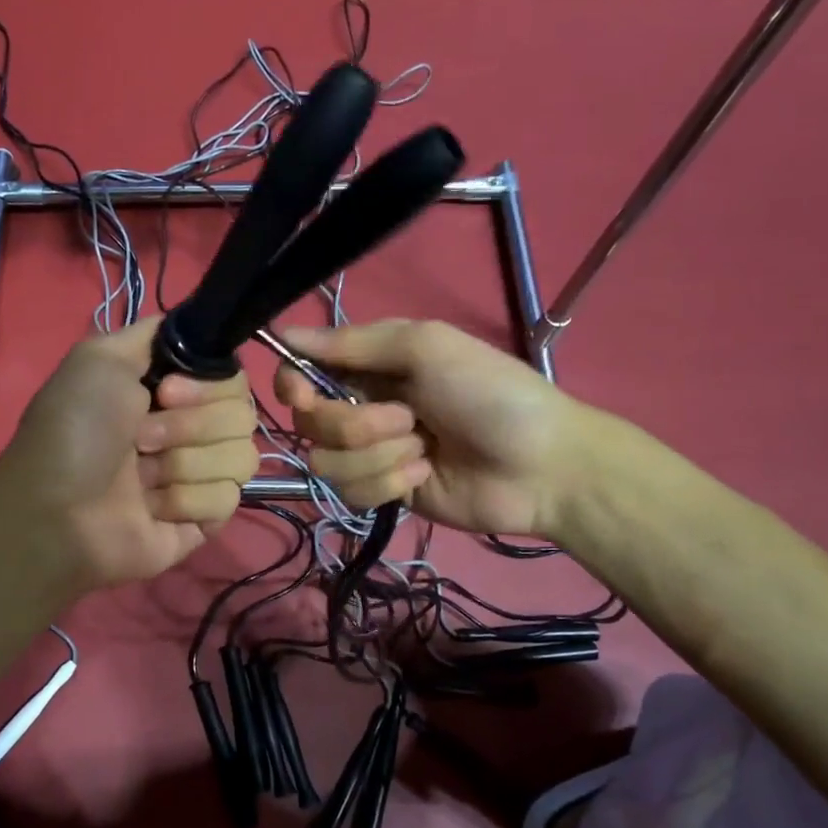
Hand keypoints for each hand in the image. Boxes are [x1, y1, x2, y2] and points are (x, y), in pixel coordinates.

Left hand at [0, 317, 259, 592]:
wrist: (55, 511)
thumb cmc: (73, 432)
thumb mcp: (99, 357)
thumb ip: (155, 333)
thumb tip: (198, 326)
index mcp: (171, 392)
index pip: (232, 378)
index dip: (206, 386)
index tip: (164, 393)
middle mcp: (190, 430)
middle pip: (242, 416)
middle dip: (189, 427)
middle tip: (140, 441)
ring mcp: (199, 477)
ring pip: (241, 458)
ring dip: (184, 465)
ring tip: (142, 479)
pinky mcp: (203, 521)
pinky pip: (227, 500)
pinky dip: (186, 502)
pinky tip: (152, 509)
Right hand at [274, 320, 580, 539]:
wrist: (542, 466)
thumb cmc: (489, 393)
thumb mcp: (427, 348)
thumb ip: (354, 343)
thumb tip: (284, 334)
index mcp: (371, 367)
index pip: (303, 372)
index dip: (293, 384)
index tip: (302, 393)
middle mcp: (364, 407)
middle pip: (310, 422)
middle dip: (357, 425)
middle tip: (407, 419)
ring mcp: (372, 453)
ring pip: (327, 462)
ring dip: (379, 456)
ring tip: (424, 450)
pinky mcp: (382, 492)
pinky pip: (351, 492)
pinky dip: (389, 483)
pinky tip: (425, 475)